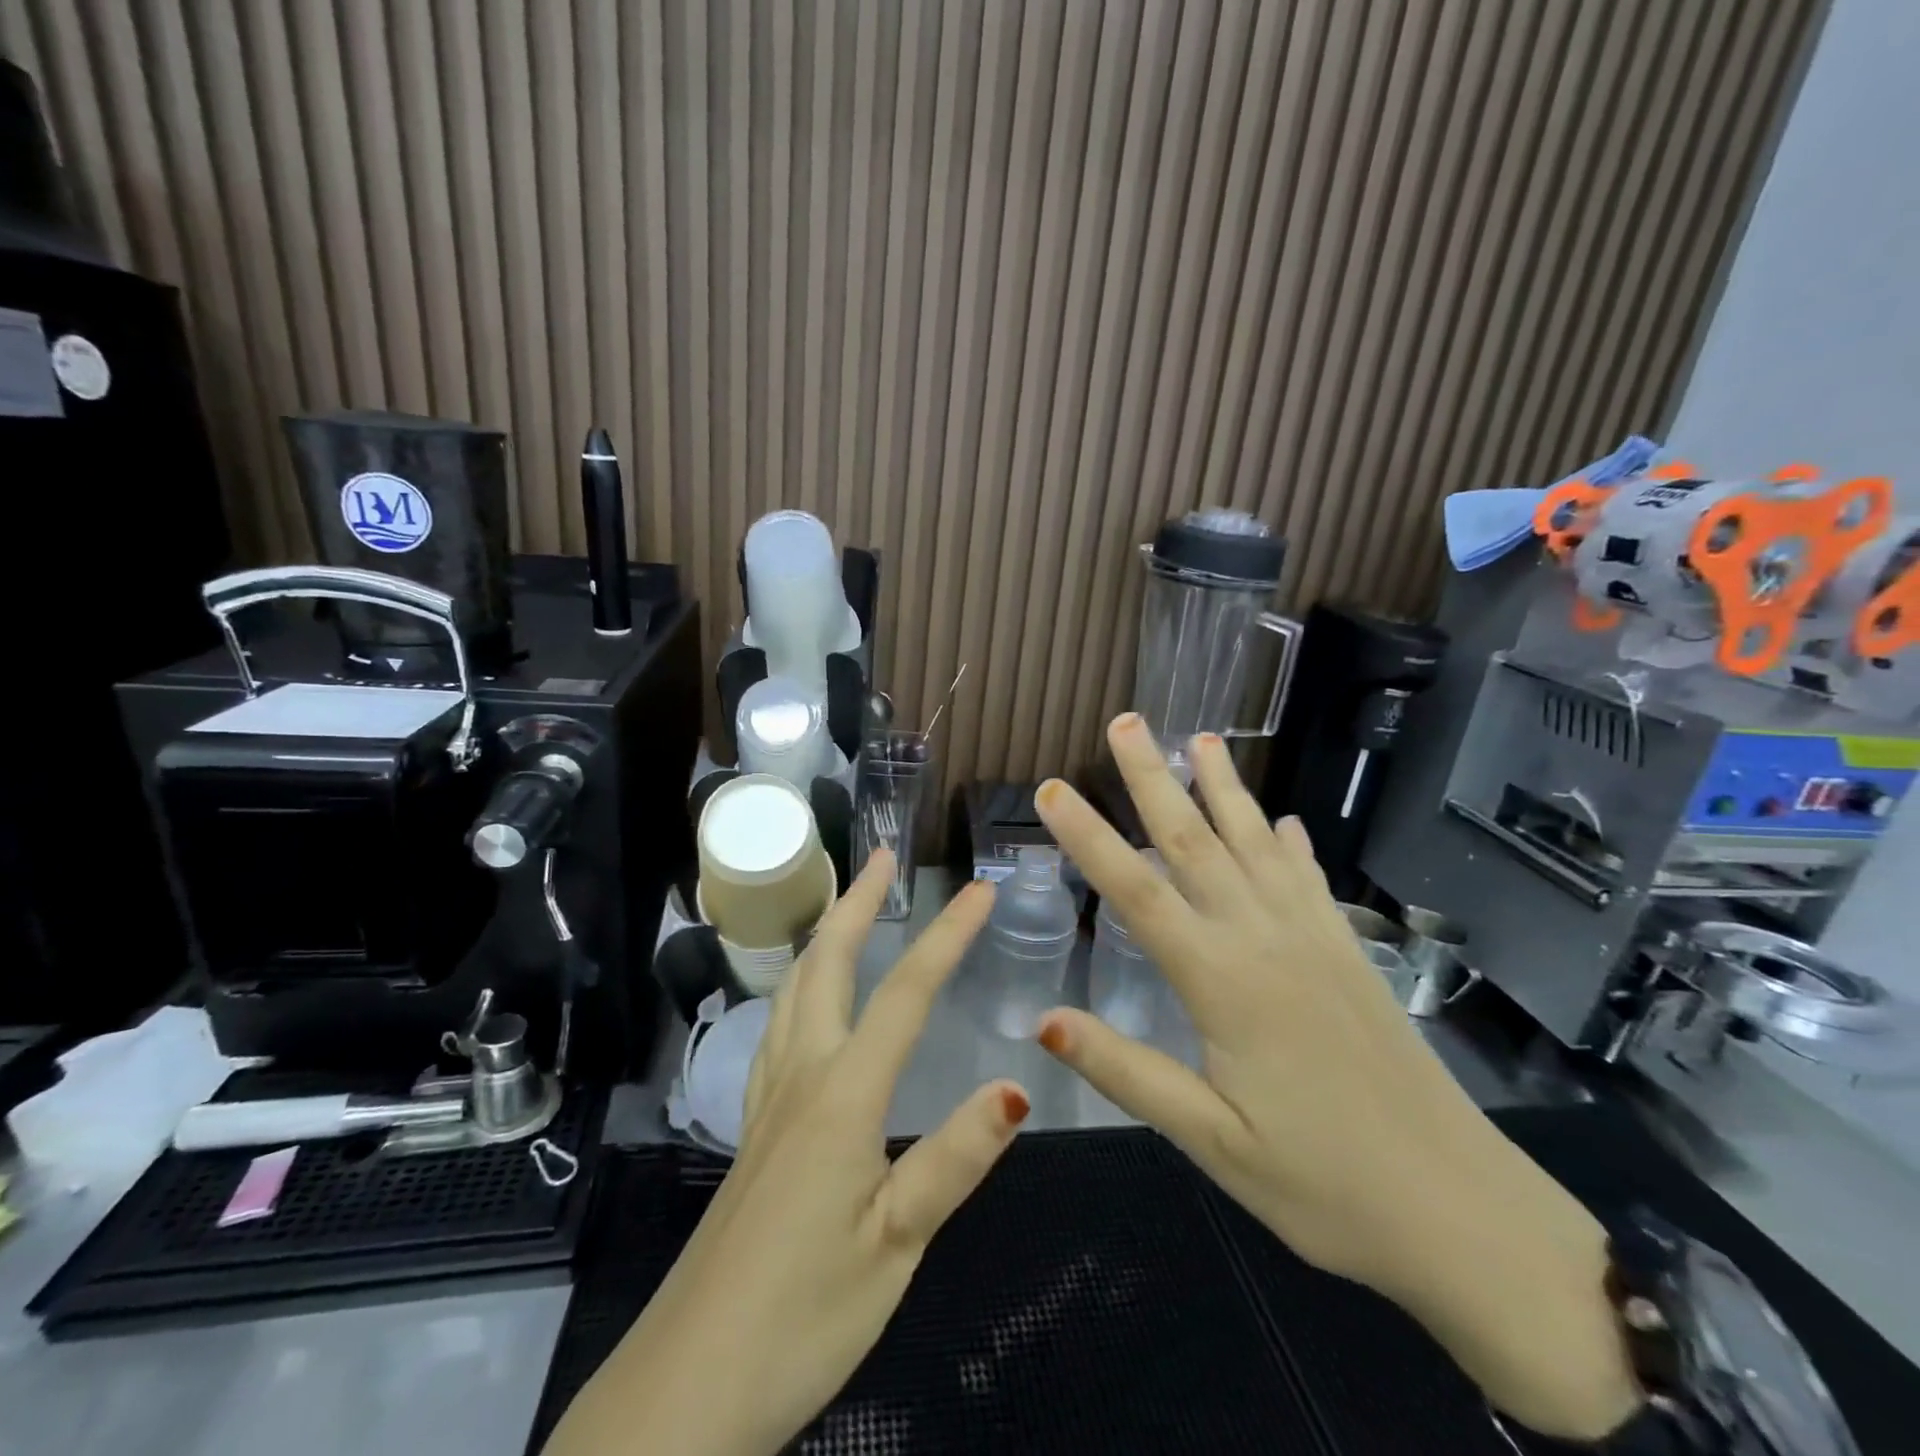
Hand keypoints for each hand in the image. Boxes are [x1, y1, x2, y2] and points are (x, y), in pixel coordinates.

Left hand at [542, 854, 1025, 1455]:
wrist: (685, 1387)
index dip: (947, 936)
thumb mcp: (896, 1244)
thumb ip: (954, 1159)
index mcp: (843, 1095)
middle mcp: (800, 1076)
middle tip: (882, 858)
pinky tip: (807, 1001)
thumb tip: (1016, 1084)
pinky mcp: (753, 1128)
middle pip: (826, 964)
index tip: (980, 889)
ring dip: (823, 936)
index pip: (905, 994)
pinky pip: (777, 1027)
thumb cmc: (801, 1316)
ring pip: (792, 989)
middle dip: (856, 903)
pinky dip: (799, 985)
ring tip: (845, 907)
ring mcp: (767, 1099)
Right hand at [1033, 715, 1642, 1441]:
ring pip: (1256, 843)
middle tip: (1125, 723)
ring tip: (1200, 739)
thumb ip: (1125, 1071)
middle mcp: (1263, 939)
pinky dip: (1290, 843)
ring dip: (1223, 788)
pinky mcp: (1348, 953)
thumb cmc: (1321, 1184)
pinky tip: (1283, 820)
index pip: (1136, 892)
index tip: (1052, 789)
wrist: (1460, 1210)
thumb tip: (1043, 1020)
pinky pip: (1309, 879)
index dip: (1089, 837)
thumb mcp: (1210, 1140)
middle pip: (1195, 841)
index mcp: (1221, 980)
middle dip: (1153, 778)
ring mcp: (1313, 939)